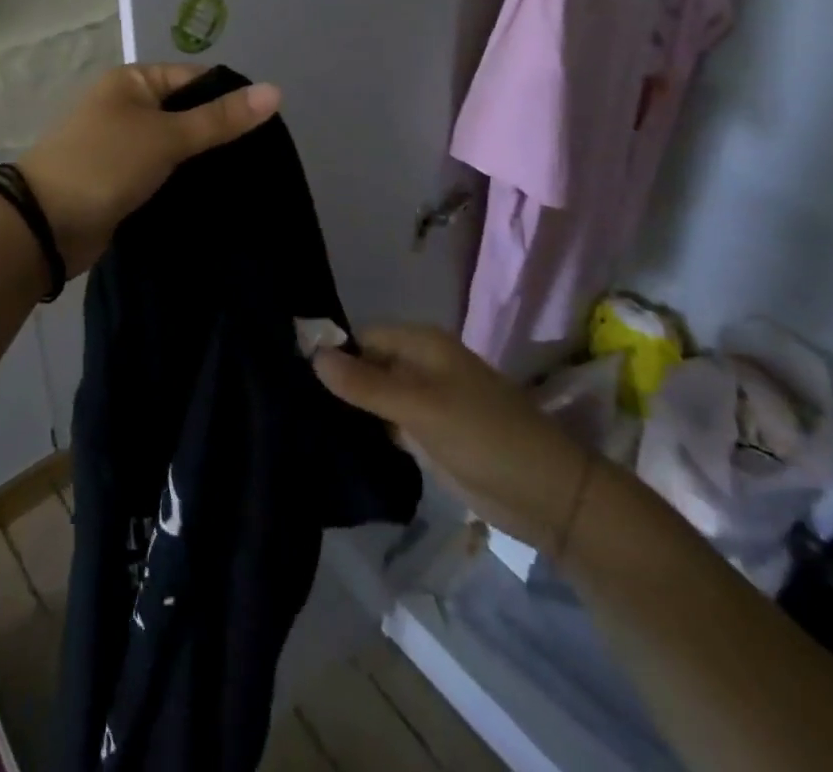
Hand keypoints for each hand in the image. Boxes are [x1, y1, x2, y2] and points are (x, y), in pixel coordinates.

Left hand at [18, 64, 280, 275]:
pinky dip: (186, 181)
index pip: (196, 78)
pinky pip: (164, 173)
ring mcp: (124, 145)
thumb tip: (275, 91)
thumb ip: (220, 118)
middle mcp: (128, 106)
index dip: (231, 97)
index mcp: (133, 81)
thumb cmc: (105, 164)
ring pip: (178, 147)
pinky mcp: (123, 180)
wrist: (44, 225)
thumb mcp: (166, 136)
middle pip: (188, 112)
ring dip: (204, 161)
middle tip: (264, 157)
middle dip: (220, 133)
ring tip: (251, 178)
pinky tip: (218, 196)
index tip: (269, 126)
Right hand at [314, 325, 594, 555]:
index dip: (331, 352)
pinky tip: (330, 443)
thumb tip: (313, 355)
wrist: (546, 495)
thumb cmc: (486, 436)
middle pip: (364, 366)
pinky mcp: (424, 437)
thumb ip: (367, 384)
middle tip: (286, 404)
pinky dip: (363, 432)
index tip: (289, 373)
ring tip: (297, 423)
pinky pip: (384, 425)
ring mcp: (421, 403)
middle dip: (334, 382)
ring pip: (372, 398)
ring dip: (345, 409)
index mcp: (420, 344)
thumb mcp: (422, 407)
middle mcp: (417, 367)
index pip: (361, 337)